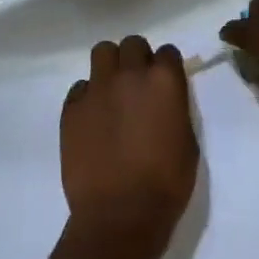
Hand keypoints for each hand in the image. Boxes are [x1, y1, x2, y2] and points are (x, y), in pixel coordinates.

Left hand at [60, 37, 199, 258]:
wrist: (120, 215)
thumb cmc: (166, 183)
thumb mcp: (187, 140)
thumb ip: (174, 109)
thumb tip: (164, 101)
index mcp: (164, 81)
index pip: (167, 52)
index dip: (166, 67)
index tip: (165, 83)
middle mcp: (129, 75)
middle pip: (132, 44)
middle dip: (137, 59)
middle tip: (138, 85)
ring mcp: (97, 89)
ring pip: (102, 52)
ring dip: (110, 66)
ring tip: (113, 91)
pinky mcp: (71, 109)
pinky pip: (80, 88)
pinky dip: (88, 96)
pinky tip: (93, 119)